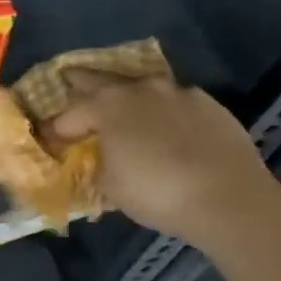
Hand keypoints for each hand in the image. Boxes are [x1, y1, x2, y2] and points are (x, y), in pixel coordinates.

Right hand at [43, 72, 280, 247]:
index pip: (68, 115)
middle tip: (68, 85)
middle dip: (81, 85)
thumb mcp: (110, 186)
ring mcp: (177, 93)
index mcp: (106, 105)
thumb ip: (98, 163)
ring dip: (129, 99)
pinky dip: (166, 113)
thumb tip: (100, 157)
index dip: (56, 130)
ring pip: (142, 89)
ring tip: (125, 113)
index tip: (50, 140)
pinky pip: (176, 103)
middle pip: (100, 80)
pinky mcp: (209, 104)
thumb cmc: (157, 193)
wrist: (230, 199)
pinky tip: (170, 130)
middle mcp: (138, 89)